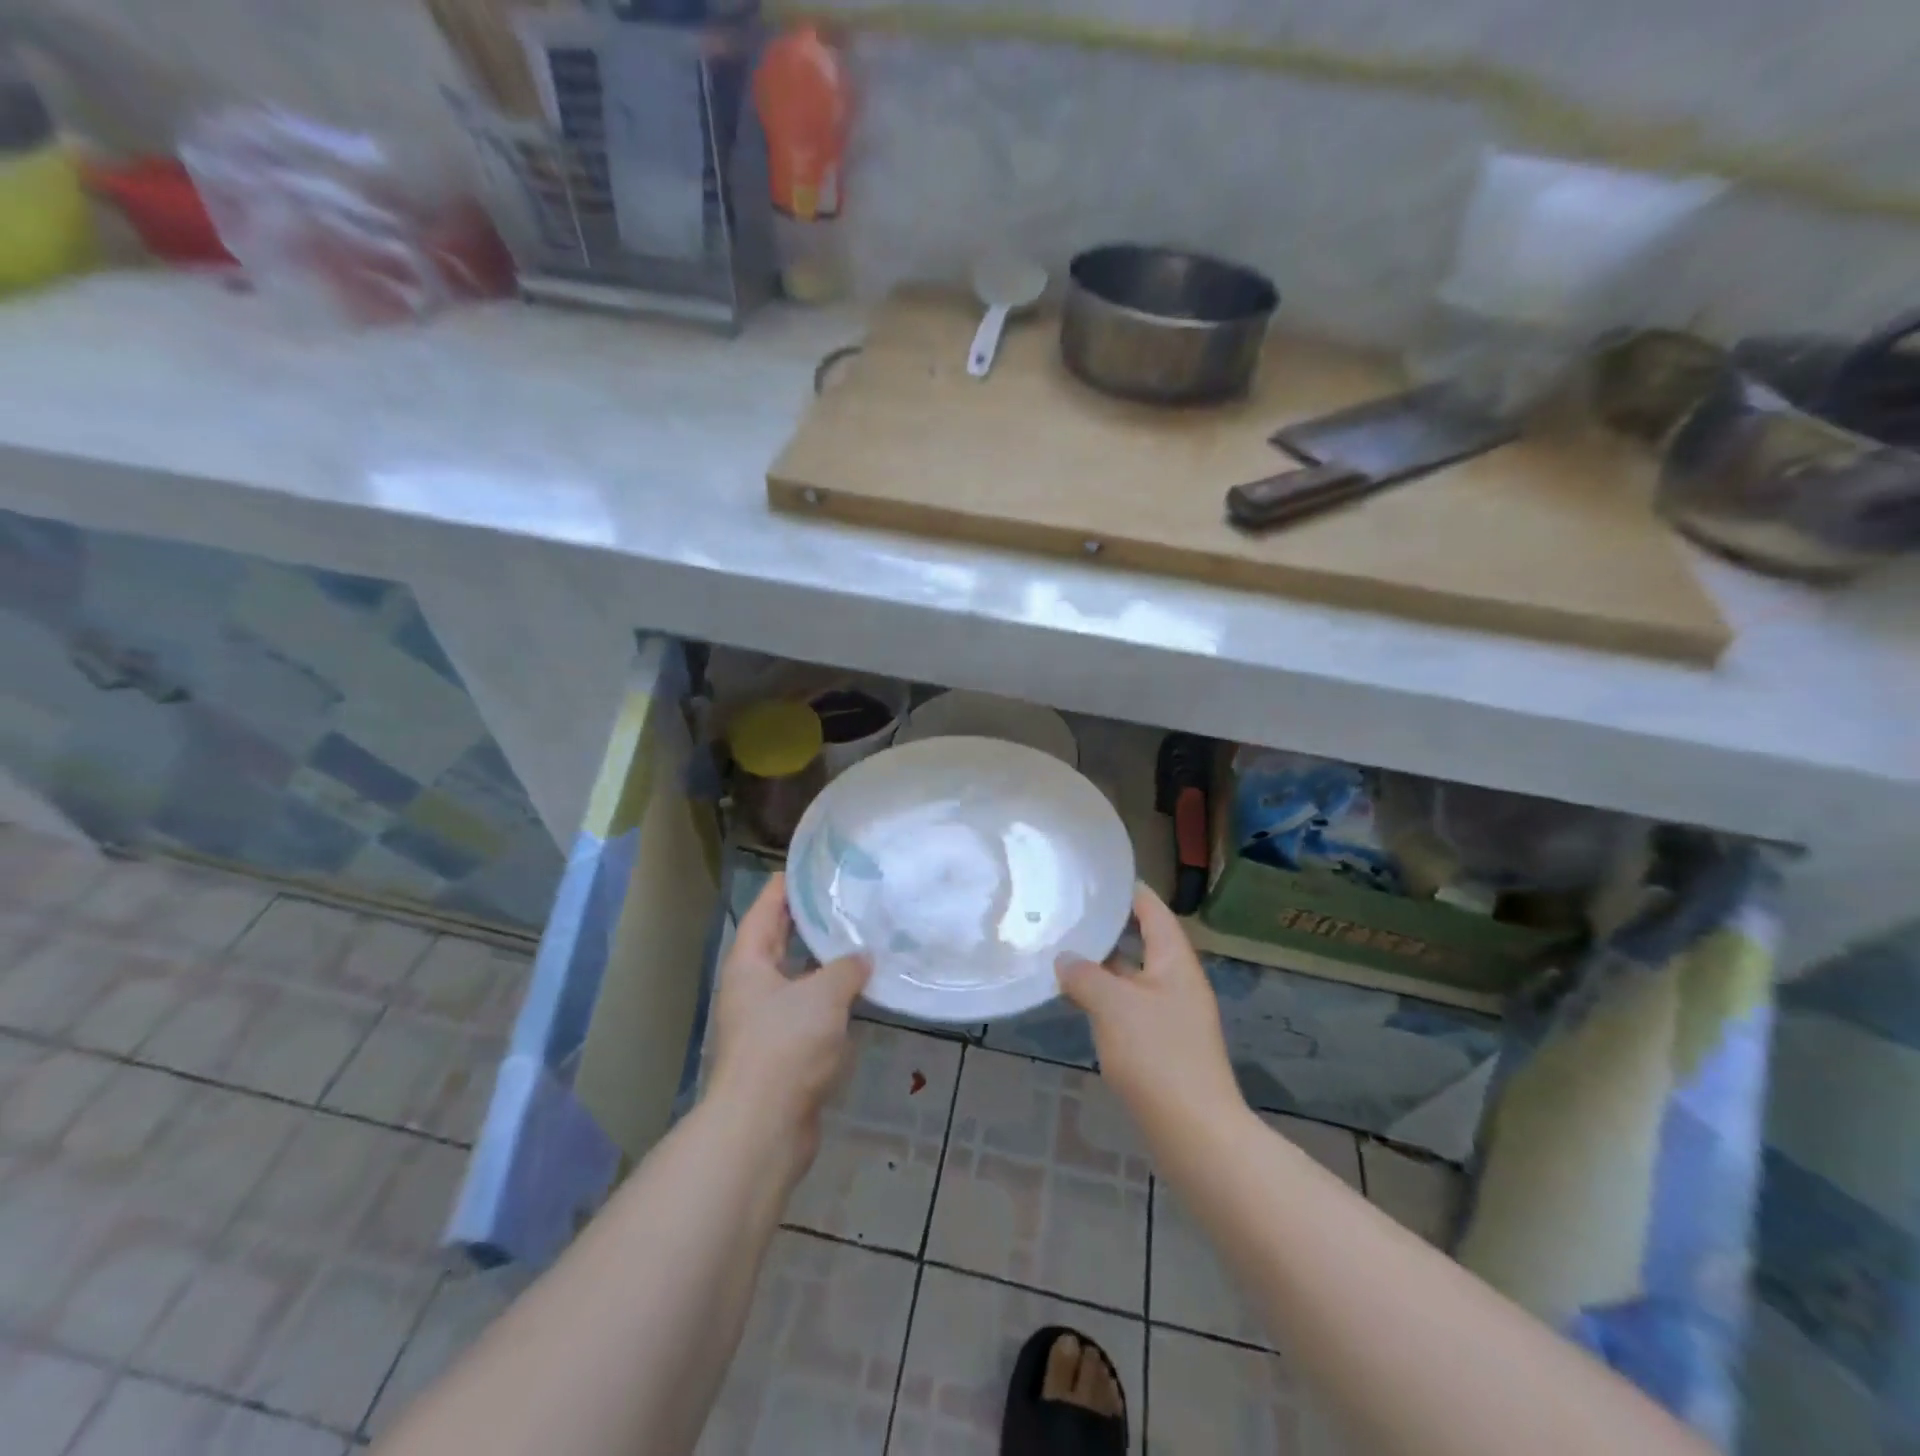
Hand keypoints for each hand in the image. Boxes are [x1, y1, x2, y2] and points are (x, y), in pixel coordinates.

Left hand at [705, 873, 870, 1174]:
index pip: (765, 909)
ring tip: (862, 938)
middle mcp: (753, 987)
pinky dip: (832, 999)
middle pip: (780, 941)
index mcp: (749, 963)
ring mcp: (767, 1021)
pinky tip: (862, 992)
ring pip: (798, 978)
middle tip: (846, 898)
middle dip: (809, 921)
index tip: (813, 866)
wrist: (764, 1127)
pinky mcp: (784, 1051)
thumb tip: (864, 958)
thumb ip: (847, 968)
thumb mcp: (823, 995)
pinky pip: (811, 1011)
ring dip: (825, 962)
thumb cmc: (786, 1046)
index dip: (786, 885)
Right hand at [1058, 884, 1244, 1139]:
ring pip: (1132, 979)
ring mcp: (1171, 1017)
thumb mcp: (1113, 1005)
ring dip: (1102, 967)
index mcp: (1175, 962)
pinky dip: (1105, 999)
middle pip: (1142, 943)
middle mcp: (1177, 983)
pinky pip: (1129, 1008)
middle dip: (1107, 929)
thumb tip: (1064, 959)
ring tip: (1062, 952)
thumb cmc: (1157, 1055)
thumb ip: (1084, 975)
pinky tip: (1078, 1001)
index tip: (1097, 877)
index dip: (1128, 891)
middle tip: (1067, 913)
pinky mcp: (1162, 1047)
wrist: (1194, 1133)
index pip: (1153, 911)